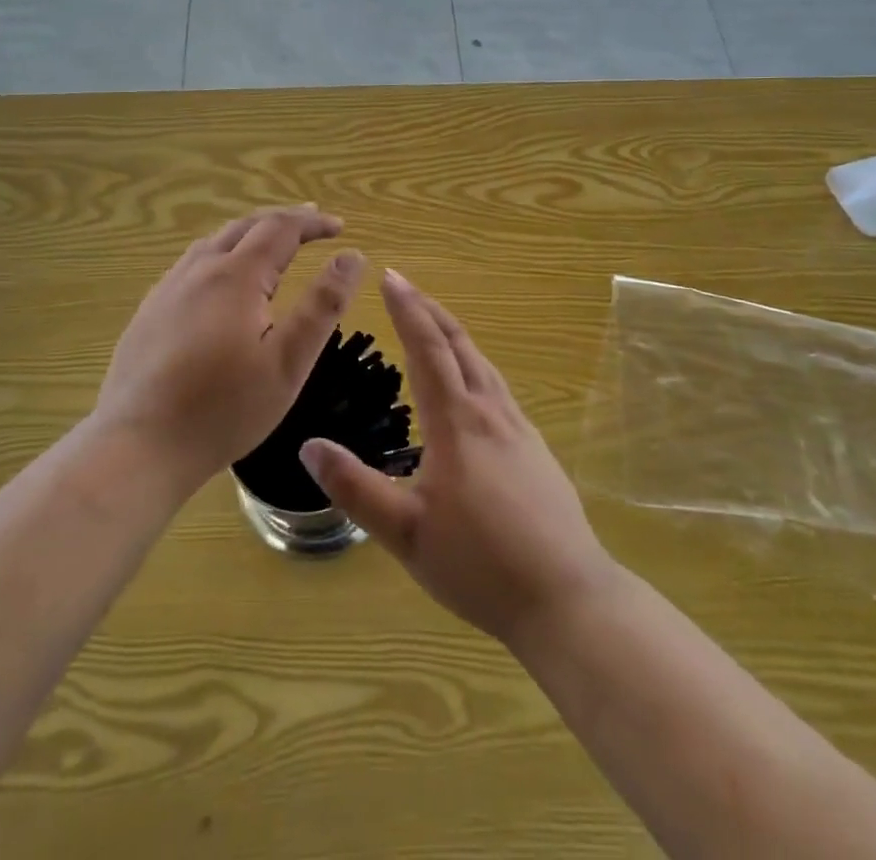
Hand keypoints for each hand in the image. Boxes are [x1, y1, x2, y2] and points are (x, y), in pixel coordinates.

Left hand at [94, 206, 365, 494]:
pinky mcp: (149, 312)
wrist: (139, 445)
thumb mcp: (289, 361)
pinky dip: (220, 253)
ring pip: (213, 242)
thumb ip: (323, 305)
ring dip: (249, 233)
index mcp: (236, 276)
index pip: (280, 229)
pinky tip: (220, 278)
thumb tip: (352, 257)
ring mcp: (168, 289)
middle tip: (312, 221)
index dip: (312, 223)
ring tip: (271, 241)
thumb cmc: (224, 408)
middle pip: (245, 226)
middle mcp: (199, 270)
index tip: (339, 226)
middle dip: (282, 220)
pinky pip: (191, 264)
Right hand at [300, 269, 616, 647]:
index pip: (428, 349)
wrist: (568, 598)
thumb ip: (355, 489)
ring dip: (455, 335)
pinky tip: (473, 386)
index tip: (391, 276)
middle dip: (431, 310)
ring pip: (484, 364)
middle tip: (406, 286)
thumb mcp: (406, 534)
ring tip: (434, 324)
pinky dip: (475, 365)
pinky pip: (499, 388)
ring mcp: (519, 429)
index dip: (408, 310)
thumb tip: (308, 445)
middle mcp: (490, 412)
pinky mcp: (536, 449)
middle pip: (460, 345)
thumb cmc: (480, 565)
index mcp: (457, 423)